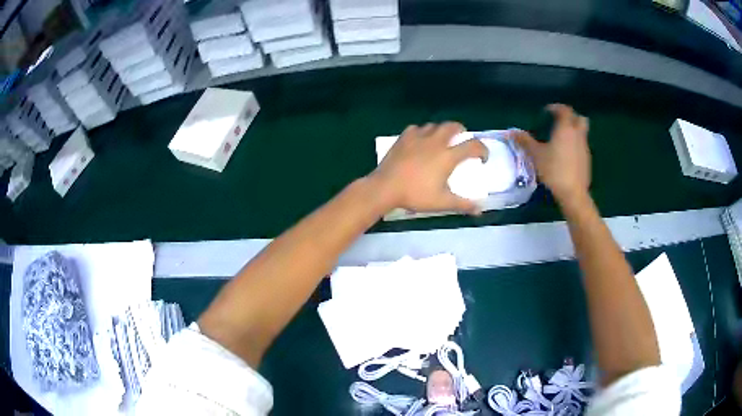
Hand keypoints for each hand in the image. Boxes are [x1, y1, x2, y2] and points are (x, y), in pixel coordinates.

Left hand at [369, 122, 488, 214]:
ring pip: (434, 125)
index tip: (482, 158)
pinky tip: (420, 140)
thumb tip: (480, 210)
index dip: (482, 150)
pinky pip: (416, 128)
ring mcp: (418, 137)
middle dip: (462, 131)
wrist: (385, 187)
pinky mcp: (403, 137)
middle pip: (453, 126)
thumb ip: (463, 205)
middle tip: (462, 140)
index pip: (473, 146)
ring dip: (442, 130)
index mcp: (448, 156)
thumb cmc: (416, 195)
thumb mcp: (442, 202)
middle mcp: (435, 142)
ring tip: (441, 140)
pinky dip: (422, 132)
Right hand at [513, 104, 590, 202]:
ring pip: (582, 132)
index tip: (547, 111)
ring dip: (574, 131)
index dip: (556, 107)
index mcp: (565, 129)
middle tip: (559, 122)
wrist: (573, 192)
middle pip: (579, 118)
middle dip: (571, 117)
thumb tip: (511, 131)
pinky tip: (566, 155)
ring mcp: (584, 147)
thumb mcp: (536, 155)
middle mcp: (578, 134)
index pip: (565, 110)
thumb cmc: (554, 170)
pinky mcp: (587, 159)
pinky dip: (575, 144)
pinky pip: (582, 145)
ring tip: (561, 139)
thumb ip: (525, 141)